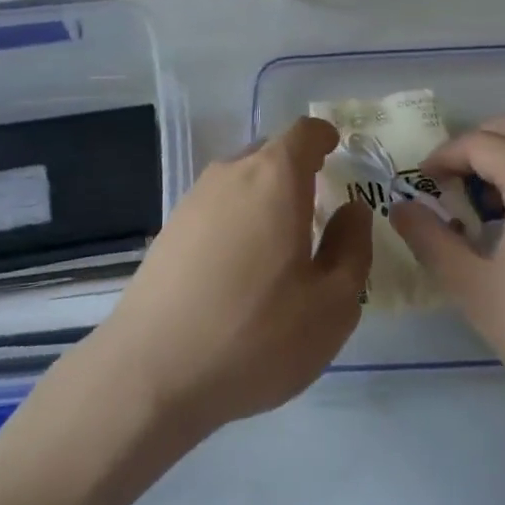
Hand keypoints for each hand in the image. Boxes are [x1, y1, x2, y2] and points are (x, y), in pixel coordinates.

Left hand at [87, 118, 369, 440]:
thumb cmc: (256, 334)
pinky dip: (237, 220)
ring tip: (281, 243)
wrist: (152, 372)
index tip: (336, 151)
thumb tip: (352, 210)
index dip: (323, 137)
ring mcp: (192, 200)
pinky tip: (241, 268)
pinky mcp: (169, 230)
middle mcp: (230, 175)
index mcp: (274, 177)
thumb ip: (352, 247)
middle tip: (319, 208)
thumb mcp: (332, 303)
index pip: (303, 132)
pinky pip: (216, 207)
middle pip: (270, 153)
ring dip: (265, 198)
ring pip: (240, 181)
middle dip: (297, 170)